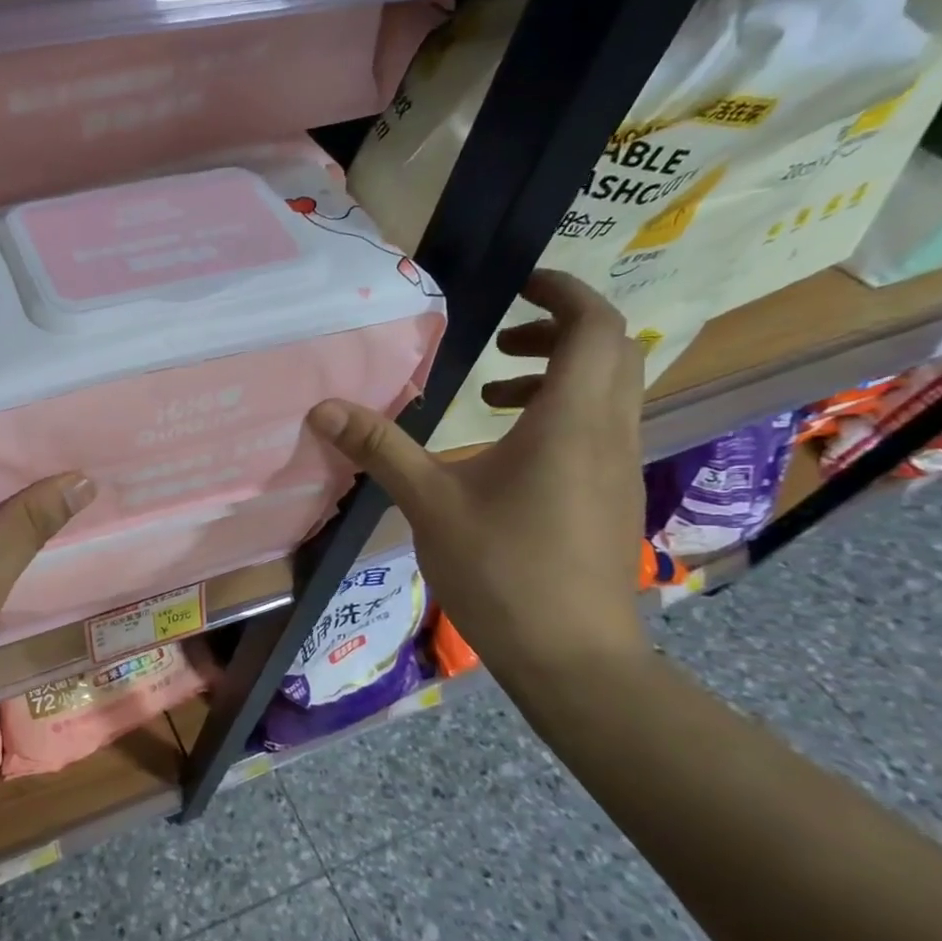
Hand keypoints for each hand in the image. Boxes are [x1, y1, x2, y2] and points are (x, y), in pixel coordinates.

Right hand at [306, 270, 646, 679]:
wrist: (572, 656)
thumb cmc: (502, 571)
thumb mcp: (429, 504)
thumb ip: (380, 449)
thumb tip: (323, 408)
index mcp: (570, 420)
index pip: (594, 325)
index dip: (563, 291)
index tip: (518, 284)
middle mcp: (608, 432)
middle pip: (610, 351)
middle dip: (558, 328)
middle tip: (500, 336)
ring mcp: (618, 466)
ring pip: (608, 391)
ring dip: (558, 373)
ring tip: (492, 391)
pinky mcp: (613, 497)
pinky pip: (599, 427)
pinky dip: (561, 413)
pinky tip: (506, 452)